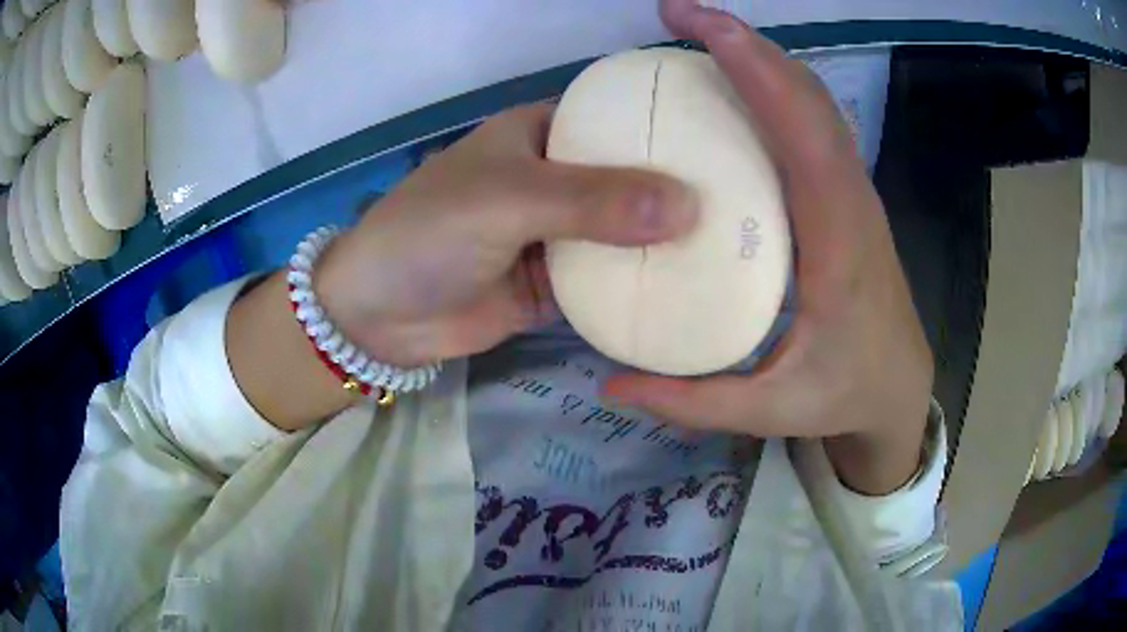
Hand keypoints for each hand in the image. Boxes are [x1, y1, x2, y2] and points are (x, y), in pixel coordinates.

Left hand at [315, 105, 698, 367]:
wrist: (380, 316)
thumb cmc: (430, 233)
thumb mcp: (509, 200)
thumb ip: (594, 202)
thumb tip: (690, 206)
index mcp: (542, 135)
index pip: (618, 117)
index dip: (670, 124)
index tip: (730, 139)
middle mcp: (558, 178)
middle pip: (631, 177)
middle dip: (680, 188)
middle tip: (748, 200)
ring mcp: (559, 234)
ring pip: (626, 232)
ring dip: (667, 241)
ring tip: (736, 244)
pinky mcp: (556, 284)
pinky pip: (609, 281)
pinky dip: (642, 286)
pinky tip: (692, 289)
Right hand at [604, 0, 933, 493]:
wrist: (899, 388)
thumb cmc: (845, 394)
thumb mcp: (770, 412)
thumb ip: (692, 402)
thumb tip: (612, 383)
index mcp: (839, 241)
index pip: (804, 131)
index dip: (755, 68)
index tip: (697, 27)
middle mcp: (851, 199)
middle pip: (808, 96)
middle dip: (744, 42)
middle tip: (675, 16)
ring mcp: (852, 192)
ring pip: (812, 101)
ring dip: (759, 56)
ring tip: (694, 36)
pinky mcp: (844, 194)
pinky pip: (811, 123)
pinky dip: (772, 86)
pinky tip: (730, 84)